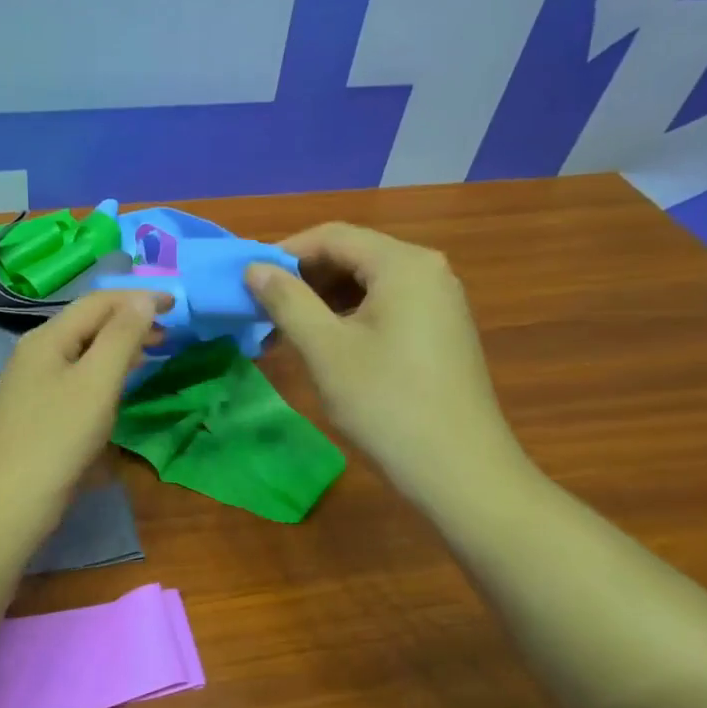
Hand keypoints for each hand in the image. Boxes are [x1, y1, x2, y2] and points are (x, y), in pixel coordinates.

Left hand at [0, 291, 165, 555]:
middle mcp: (35, 353)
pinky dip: (103, 371)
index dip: (138, 297)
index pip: (97, 302)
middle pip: (87, 323)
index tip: (178, 303)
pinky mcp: (36, 412)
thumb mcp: (97, 383)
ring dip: (119, 346)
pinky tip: (117, 386)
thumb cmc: (57, 439)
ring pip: (82, 351)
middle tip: (170, 331)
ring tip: (152, 352)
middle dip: (130, 320)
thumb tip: (142, 298)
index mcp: (47, 338)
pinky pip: (76, 377)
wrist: (8, 505)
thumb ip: (121, 336)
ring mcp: (32, 384)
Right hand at [245, 223, 520, 497]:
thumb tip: (254, 268)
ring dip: (322, 302)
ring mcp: (439, 302)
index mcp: (403, 264)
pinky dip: (348, 318)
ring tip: (285, 332)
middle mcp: (428, 271)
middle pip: (352, 256)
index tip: (247, 280)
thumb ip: (287, 301)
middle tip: (262, 310)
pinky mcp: (441, 332)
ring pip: (367, 284)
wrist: (459, 470)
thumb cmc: (386, 404)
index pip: (332, 236)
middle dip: (303, 279)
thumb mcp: (325, 349)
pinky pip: (386, 307)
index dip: (284, 253)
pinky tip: (323, 347)